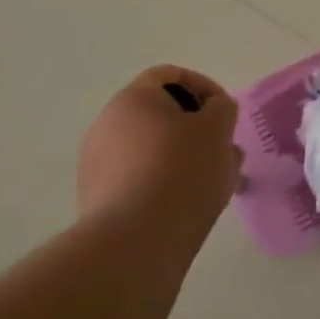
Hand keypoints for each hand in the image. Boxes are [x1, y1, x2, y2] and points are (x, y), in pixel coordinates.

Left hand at [77, 65, 240, 228]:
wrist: (135, 243)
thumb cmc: (182, 170)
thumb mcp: (219, 128)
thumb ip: (222, 108)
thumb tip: (213, 112)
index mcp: (133, 99)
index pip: (169, 75)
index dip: (202, 86)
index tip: (224, 111)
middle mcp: (106, 124)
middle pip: (157, 113)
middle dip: (193, 126)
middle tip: (220, 146)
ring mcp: (95, 164)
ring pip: (148, 148)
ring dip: (180, 156)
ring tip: (210, 180)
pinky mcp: (95, 200)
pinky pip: (136, 178)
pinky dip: (162, 182)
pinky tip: (185, 203)